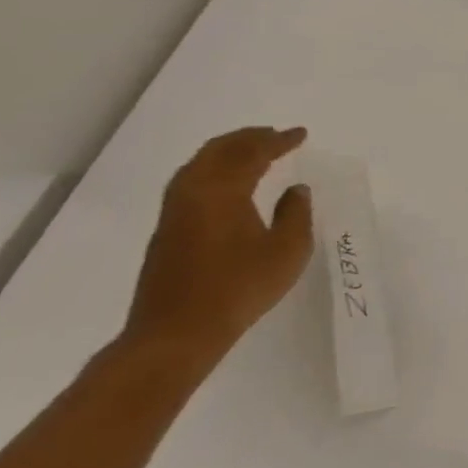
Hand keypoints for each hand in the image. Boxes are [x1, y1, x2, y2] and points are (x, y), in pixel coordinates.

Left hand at [122, 126, 312, 371]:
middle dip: (248, 138)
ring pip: (199, 165)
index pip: (252, 153)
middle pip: (218, 151)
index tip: (300, 134)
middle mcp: (193, 193)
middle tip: (274, 135)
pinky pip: (190, 182)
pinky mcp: (167, 231)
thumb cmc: (239, 288)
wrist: (176, 334)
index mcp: (223, 191)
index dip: (278, 140)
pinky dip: (213, 169)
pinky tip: (227, 183)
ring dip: (227, 152)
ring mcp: (174, 212)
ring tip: (251, 152)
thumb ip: (296, 214)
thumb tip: (295, 190)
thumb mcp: (287, 250)